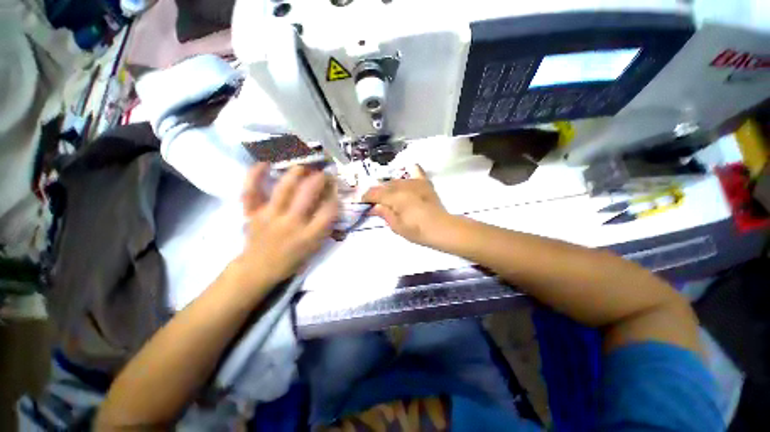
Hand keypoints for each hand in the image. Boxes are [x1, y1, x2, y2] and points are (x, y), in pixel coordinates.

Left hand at [233, 163, 338, 292]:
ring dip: (297, 173)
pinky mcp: (252, 214)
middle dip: (319, 179)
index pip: (329, 210)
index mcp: (309, 236)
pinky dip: (254, 176)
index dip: (334, 196)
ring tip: (304, 167)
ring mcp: (270, 217)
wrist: (258, 269)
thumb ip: (324, 226)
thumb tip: (330, 201)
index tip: (335, 189)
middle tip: (323, 174)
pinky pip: (251, 191)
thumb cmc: (291, 260)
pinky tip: (264, 164)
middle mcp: (291, 224)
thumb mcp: (315, 247)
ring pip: (285, 188)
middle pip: (308, 193)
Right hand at [362, 165, 451, 245]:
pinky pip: (415, 171)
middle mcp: (403, 186)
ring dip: (389, 187)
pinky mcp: (424, 183)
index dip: (366, 197)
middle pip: (384, 186)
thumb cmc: (418, 231)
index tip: (362, 202)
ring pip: (396, 180)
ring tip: (389, 196)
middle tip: (375, 202)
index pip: (375, 193)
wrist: (442, 228)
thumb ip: (384, 213)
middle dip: (377, 193)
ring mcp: (414, 182)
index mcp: (394, 197)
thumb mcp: (397, 226)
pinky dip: (409, 171)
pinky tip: (406, 173)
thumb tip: (374, 206)